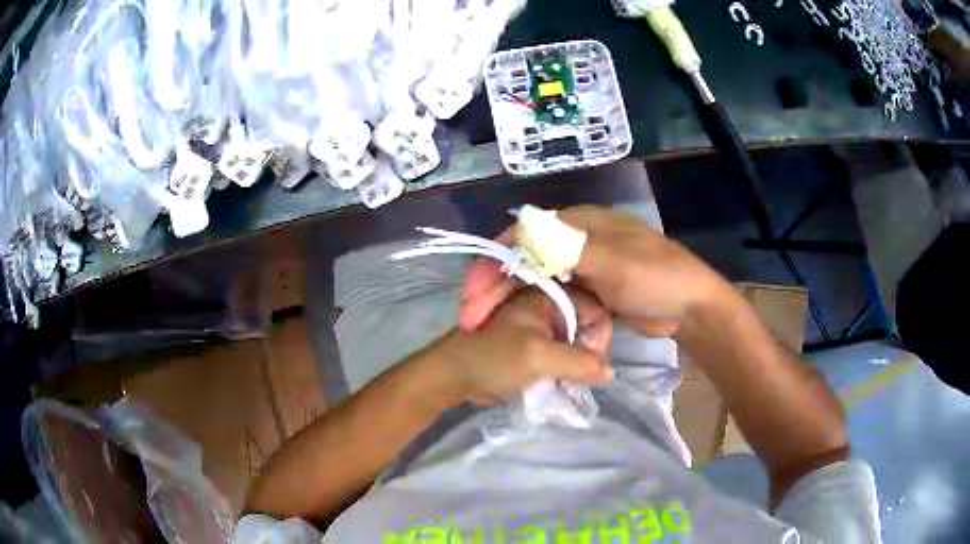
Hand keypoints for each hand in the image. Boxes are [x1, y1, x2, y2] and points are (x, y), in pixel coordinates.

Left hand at [429, 287, 612, 404]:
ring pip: (575, 340)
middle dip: (590, 350)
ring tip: (575, 381)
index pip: (595, 308)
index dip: (600, 335)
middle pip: (587, 324)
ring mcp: (539, 324)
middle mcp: (547, 304)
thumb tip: (609, 372)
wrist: (454, 375)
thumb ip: (579, 362)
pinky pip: (561, 350)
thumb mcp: (539, 358)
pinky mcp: (533, 342)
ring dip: (579, 361)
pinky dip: (566, 366)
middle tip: (586, 375)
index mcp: (548, 295)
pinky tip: (565, 381)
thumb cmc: (493, 359)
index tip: (595, 361)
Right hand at [460, 206, 731, 337]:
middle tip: (471, 317)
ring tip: (486, 327)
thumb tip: (520, 227)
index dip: (496, 260)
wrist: (692, 309)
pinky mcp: (591, 290)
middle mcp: (577, 239)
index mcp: (580, 222)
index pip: (525, 234)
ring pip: (537, 280)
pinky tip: (517, 327)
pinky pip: (556, 297)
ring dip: (511, 300)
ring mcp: (584, 266)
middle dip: (497, 286)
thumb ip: (566, 247)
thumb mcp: (612, 261)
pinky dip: (537, 310)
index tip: (473, 290)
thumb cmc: (656, 278)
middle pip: (526, 260)